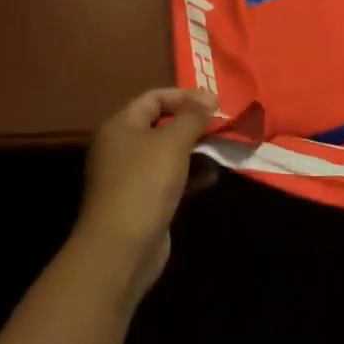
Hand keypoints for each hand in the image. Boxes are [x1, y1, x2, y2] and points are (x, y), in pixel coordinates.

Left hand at [77, 87, 215, 299]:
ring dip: (195, 150)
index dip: (183, 96)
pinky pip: (170, 178)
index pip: (153, 97)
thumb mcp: (173, 143)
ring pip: (168, 153)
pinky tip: (212, 177)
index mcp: (120, 126)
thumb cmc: (144, 184)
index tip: (214, 102)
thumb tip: (208, 94)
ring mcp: (131, 176)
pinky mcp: (143, 201)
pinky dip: (190, 175)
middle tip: (222, 125)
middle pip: (161, 124)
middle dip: (193, 124)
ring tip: (222, 149)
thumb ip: (192, 116)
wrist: (121, 249)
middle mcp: (122, 147)